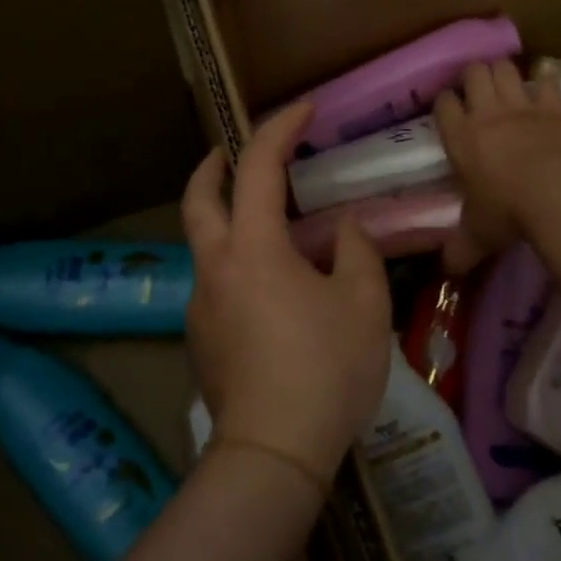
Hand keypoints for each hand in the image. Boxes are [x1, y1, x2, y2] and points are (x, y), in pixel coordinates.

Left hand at [181, 101, 392, 490]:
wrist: (273, 451)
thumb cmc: (325, 368)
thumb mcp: (362, 303)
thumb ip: (356, 251)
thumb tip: (345, 230)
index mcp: (252, 247)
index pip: (259, 167)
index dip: (280, 128)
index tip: (304, 109)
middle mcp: (214, 267)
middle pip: (197, 199)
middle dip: (213, 166)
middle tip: (233, 152)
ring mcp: (201, 306)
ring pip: (204, 245)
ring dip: (227, 221)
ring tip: (273, 233)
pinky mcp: (201, 340)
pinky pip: (216, 284)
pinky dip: (237, 265)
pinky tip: (272, 293)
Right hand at [435, 59, 560, 272]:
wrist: (558, 193)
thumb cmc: (508, 212)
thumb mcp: (478, 235)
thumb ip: (461, 249)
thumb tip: (448, 271)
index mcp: (461, 138)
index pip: (443, 106)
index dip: (445, 103)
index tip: (449, 109)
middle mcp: (487, 114)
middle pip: (473, 74)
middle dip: (473, 76)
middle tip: (477, 90)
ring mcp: (522, 106)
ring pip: (505, 68)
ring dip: (504, 71)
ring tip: (505, 80)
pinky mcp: (555, 108)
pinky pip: (547, 81)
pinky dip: (545, 78)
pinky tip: (545, 78)